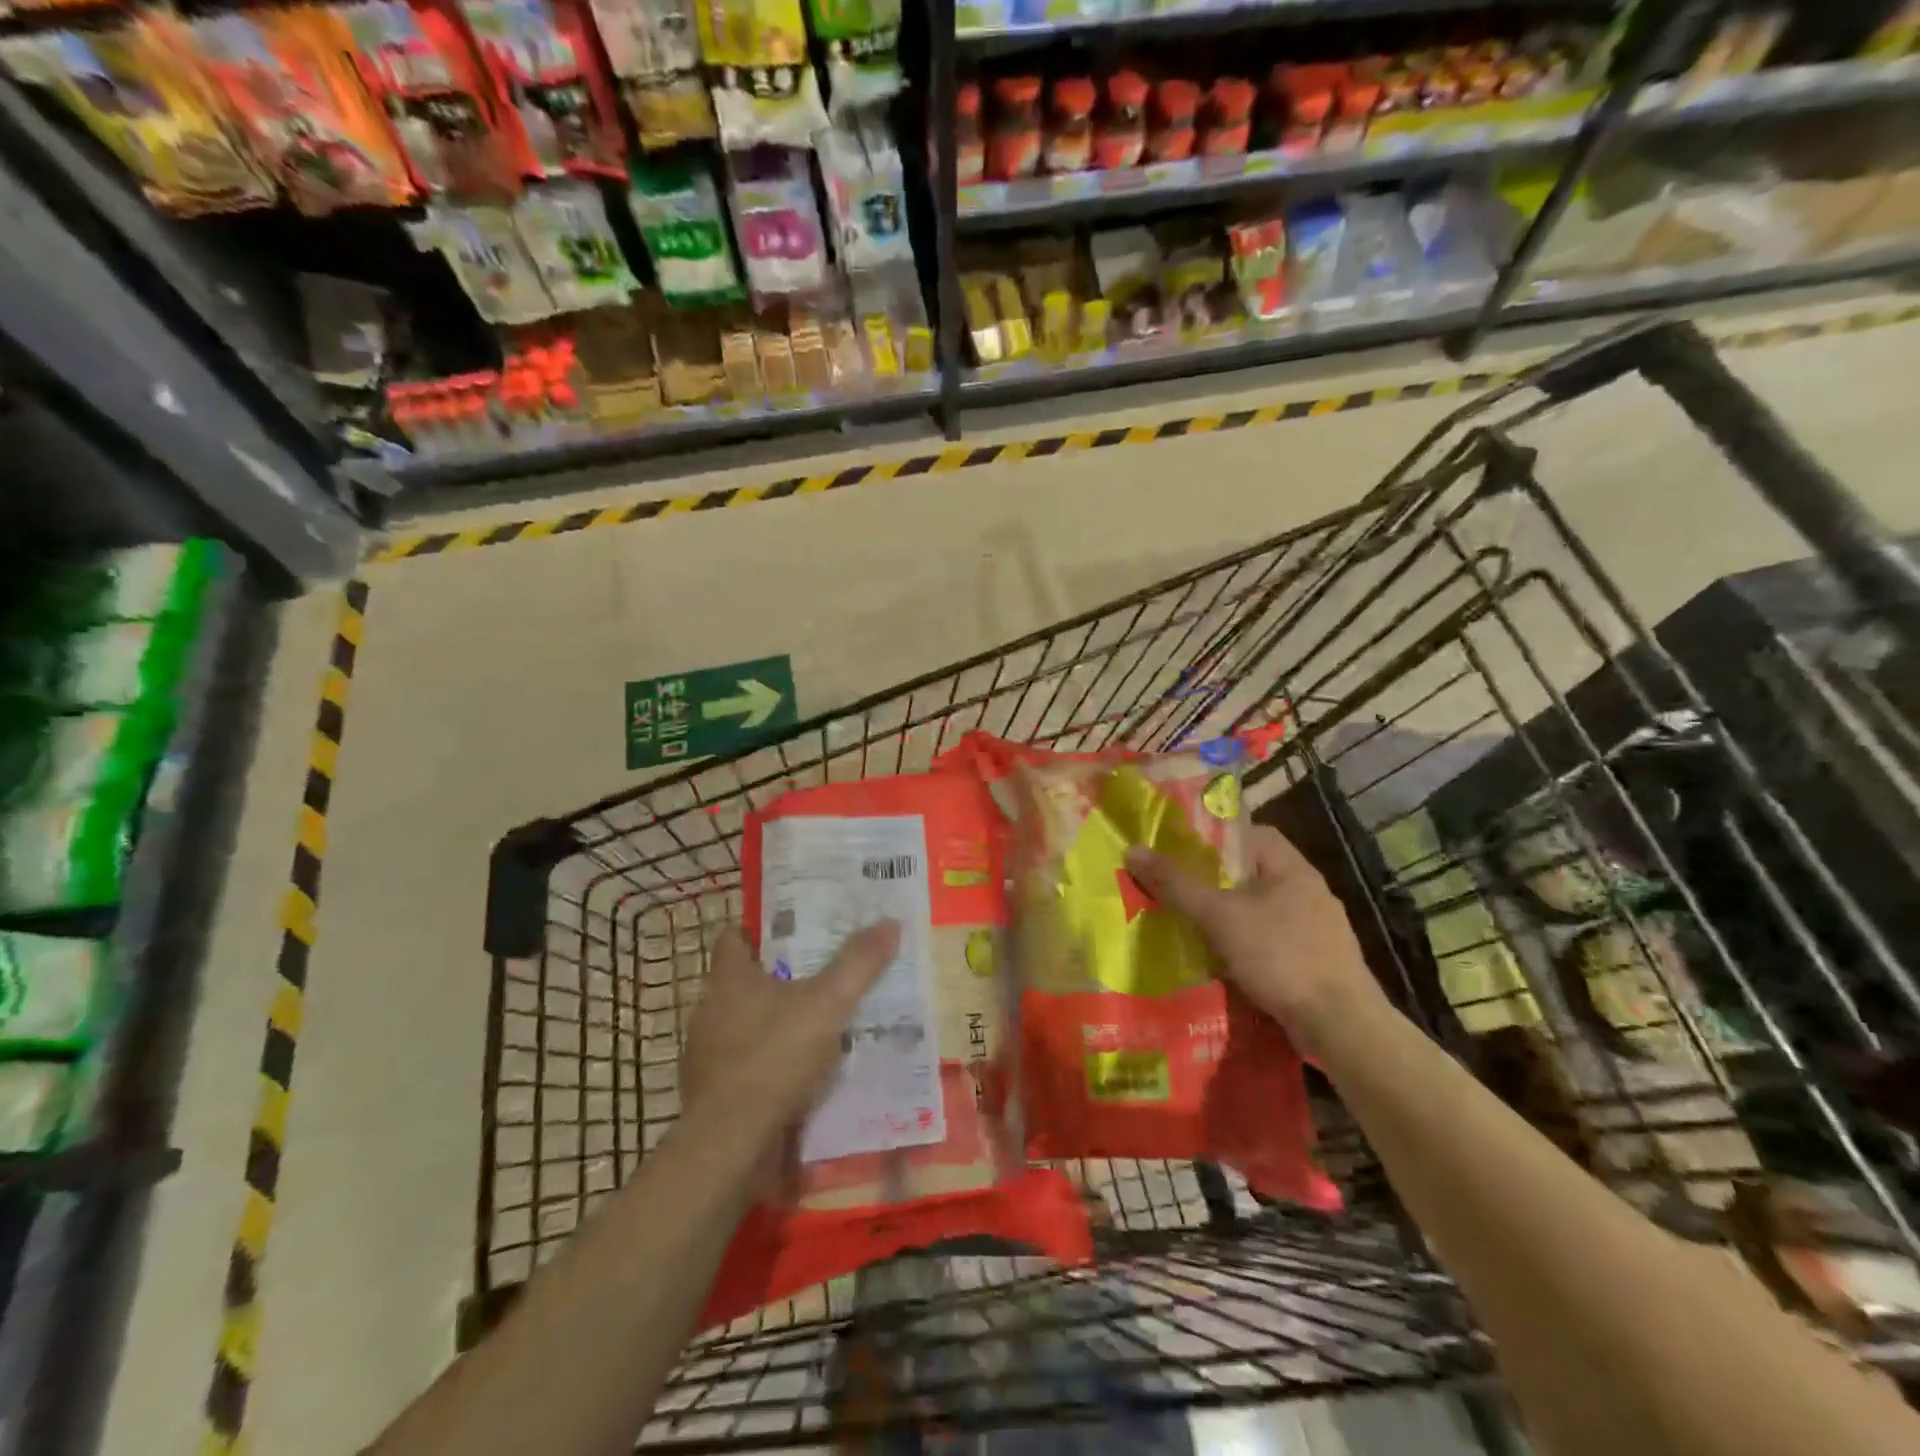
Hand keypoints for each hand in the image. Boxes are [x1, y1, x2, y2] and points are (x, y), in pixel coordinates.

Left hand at [679, 921, 901, 1157]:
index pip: (734, 938)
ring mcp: (705, 1052)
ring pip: (741, 1023)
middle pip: (741, 981)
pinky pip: (740, 1064)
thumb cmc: (775, 1057)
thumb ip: (858, 964)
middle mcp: (709, 1008)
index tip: (793, 934)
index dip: (759, 932)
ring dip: (770, 1023)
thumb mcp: (828, 1004)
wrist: (731, 1142)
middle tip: (816, 977)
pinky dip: (763, 1063)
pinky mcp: (709, 1091)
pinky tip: (794, 1073)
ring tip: (811, 1025)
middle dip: (775, 978)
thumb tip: (889, 921)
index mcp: (729, 978)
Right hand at [1126, 825, 1382, 1053]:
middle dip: (1216, 881)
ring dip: (1231, 917)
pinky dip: (1248, 946)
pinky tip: (1225, 963)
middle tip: (1178, 890)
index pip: (1251, 833)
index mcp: (1292, 868)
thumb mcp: (1218, 916)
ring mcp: (1318, 929)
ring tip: (1193, 927)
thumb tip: (1133, 849)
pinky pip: (1273, 941)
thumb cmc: (1280, 956)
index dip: (1215, 837)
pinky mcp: (1318, 962)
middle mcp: (1309, 891)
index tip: (1182, 851)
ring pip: (1262, 909)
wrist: (1341, 1025)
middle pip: (1253, 872)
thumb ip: (1176, 884)